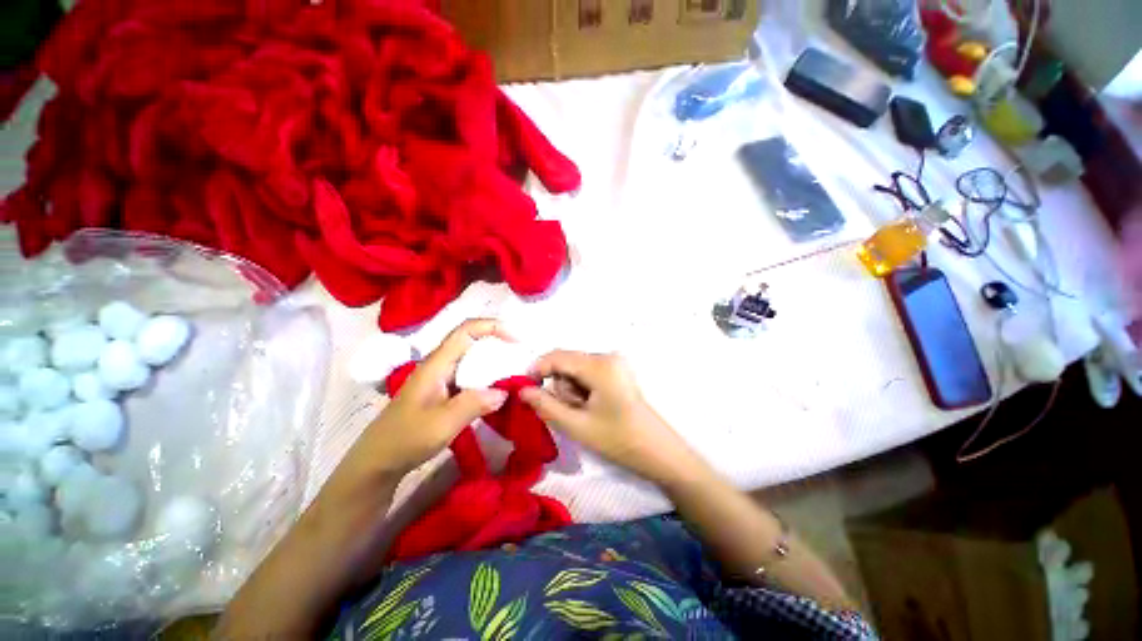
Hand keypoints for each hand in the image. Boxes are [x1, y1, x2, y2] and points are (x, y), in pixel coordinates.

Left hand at [335, 319, 512, 485]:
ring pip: (472, 360)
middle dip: (498, 343)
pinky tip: (498, 392)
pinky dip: (488, 378)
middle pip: (472, 341)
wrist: (378, 462)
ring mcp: (441, 379)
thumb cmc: (406, 439)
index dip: (492, 326)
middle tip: (521, 357)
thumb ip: (475, 403)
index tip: (516, 339)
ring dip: (494, 361)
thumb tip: (505, 391)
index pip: (466, 330)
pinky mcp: (444, 392)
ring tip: (515, 373)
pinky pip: (471, 377)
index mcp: (437, 364)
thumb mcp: (443, 423)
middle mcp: (440, 365)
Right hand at [520, 351, 702, 486]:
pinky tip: (591, 406)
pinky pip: (587, 372)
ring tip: (584, 412)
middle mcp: (607, 356)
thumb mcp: (577, 425)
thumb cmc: (617, 440)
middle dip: (560, 385)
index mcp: (599, 365)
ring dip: (571, 389)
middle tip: (571, 411)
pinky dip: (582, 388)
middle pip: (566, 361)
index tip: (525, 390)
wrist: (657, 450)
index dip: (537, 369)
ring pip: (575, 368)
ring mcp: (614, 362)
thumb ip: (546, 406)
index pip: (557, 356)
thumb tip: (522, 391)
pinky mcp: (617, 370)